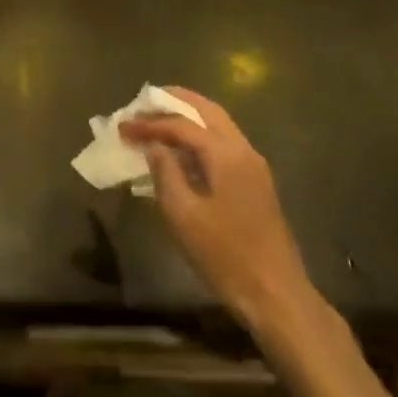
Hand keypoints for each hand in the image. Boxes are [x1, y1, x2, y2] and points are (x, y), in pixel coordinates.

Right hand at [120, 88, 315, 334]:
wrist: (275, 294)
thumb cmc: (225, 254)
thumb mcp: (183, 214)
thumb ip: (165, 172)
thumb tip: (153, 146)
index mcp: (225, 154)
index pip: (181, 124)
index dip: (149, 123)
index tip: (122, 127)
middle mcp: (243, 150)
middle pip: (207, 111)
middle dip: (174, 102)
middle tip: (143, 102)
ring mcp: (253, 166)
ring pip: (218, 125)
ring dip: (188, 117)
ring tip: (157, 119)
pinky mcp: (255, 182)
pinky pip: (223, 143)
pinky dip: (199, 135)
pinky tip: (180, 149)